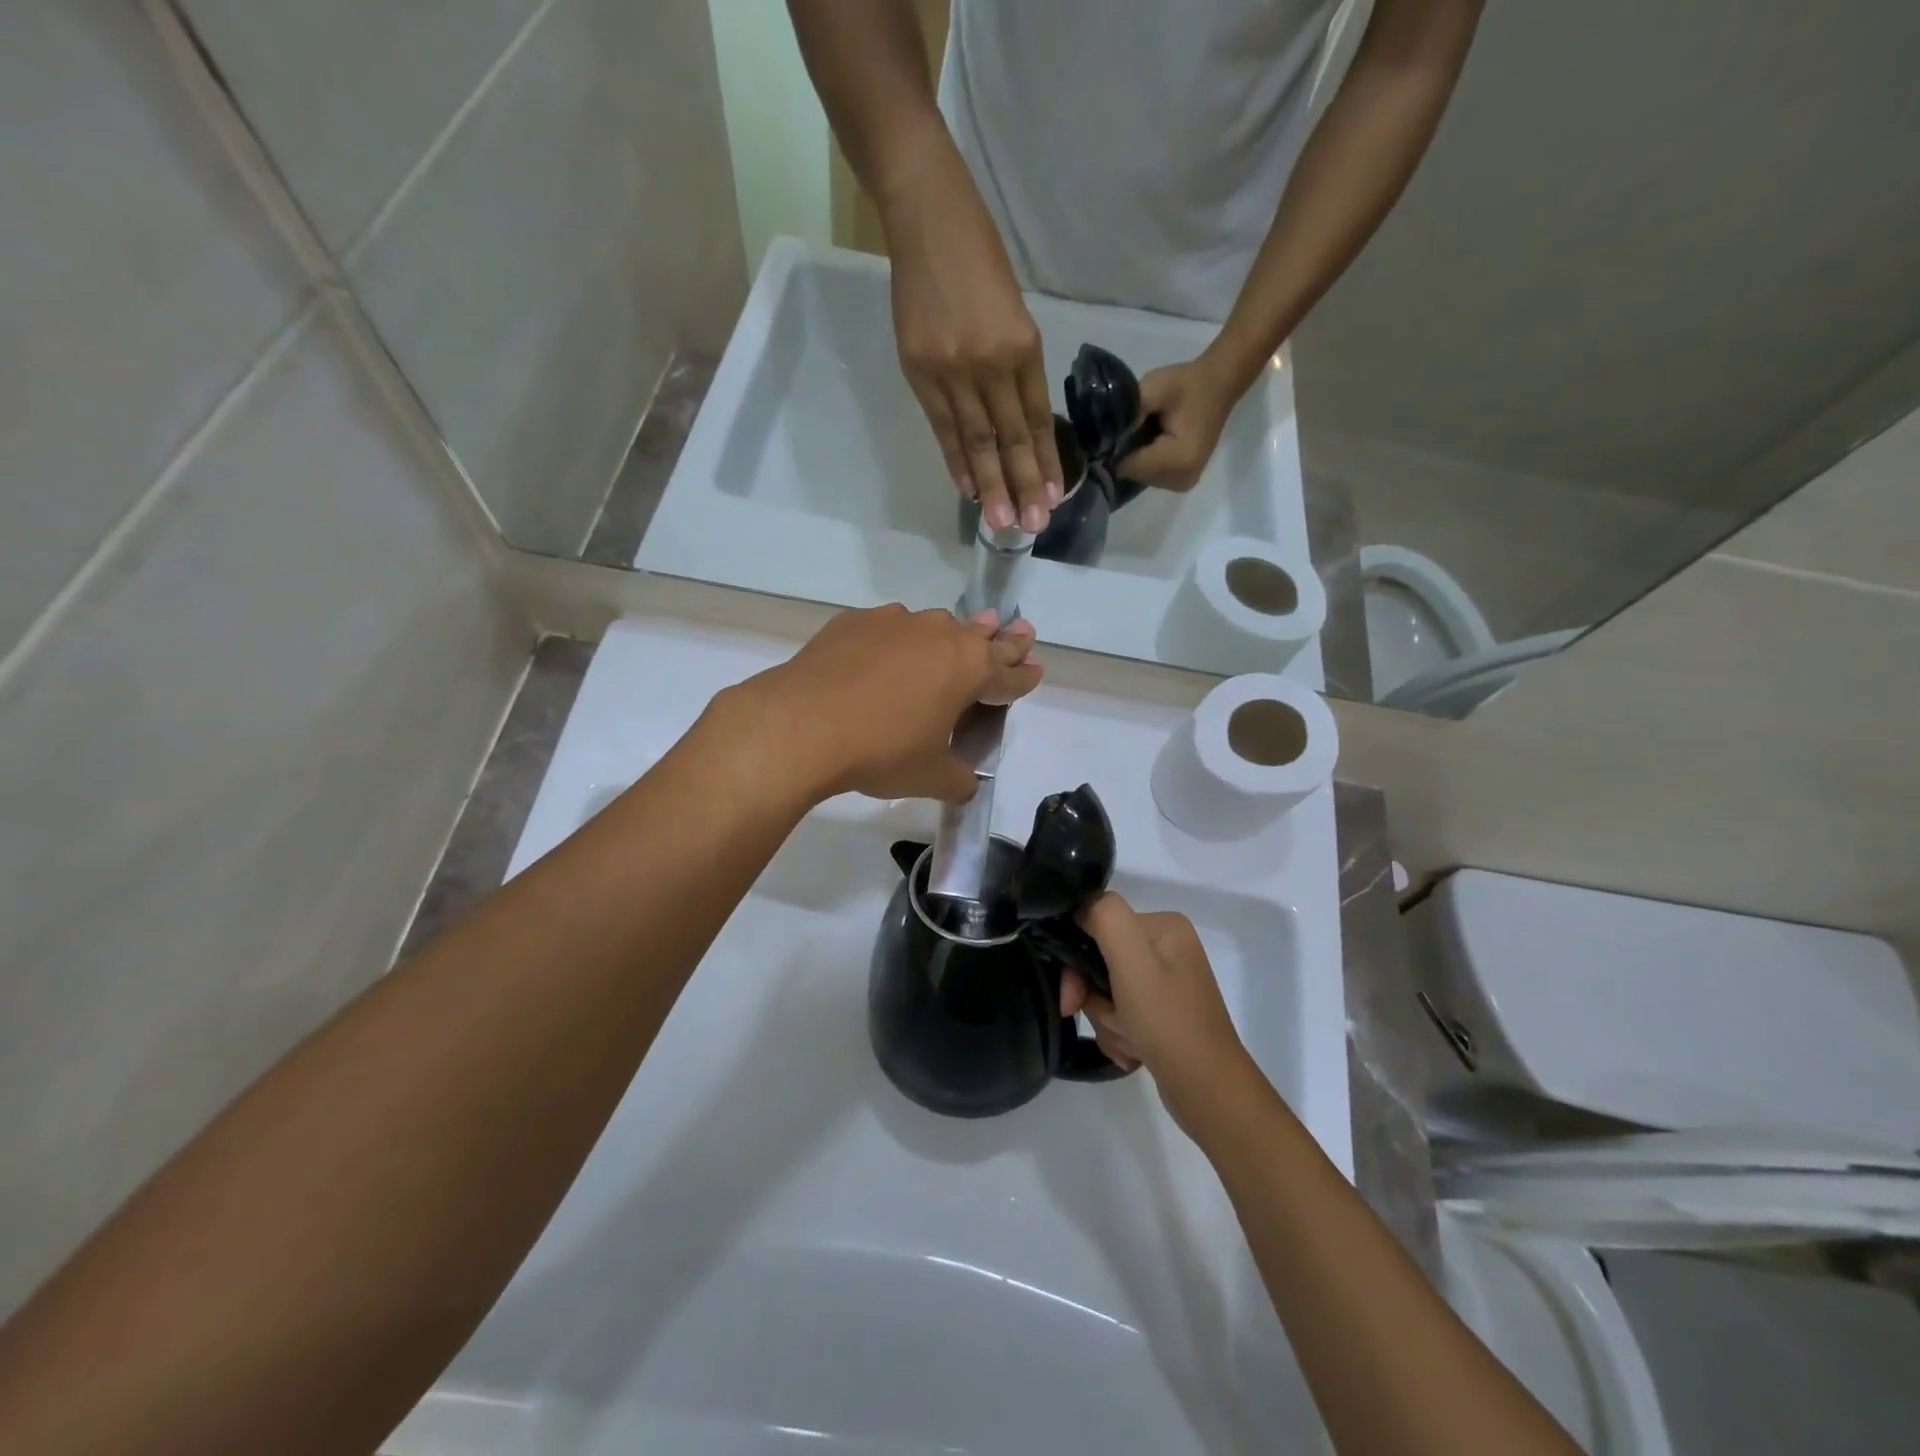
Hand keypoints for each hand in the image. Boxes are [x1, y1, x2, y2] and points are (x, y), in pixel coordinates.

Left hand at [735, 604, 1040, 804]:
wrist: (802, 725)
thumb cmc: (880, 752)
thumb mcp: (929, 777)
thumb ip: (957, 780)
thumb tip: (965, 785)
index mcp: (968, 669)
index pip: (1008, 673)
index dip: (1024, 676)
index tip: (1036, 669)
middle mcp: (939, 635)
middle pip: (981, 637)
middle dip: (1003, 639)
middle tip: (1021, 631)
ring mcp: (895, 623)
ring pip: (934, 626)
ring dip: (950, 635)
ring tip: (957, 637)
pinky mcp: (855, 622)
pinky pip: (888, 629)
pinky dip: (896, 641)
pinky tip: (885, 654)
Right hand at [880, 139, 1064, 535]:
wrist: (925, 214)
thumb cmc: (976, 254)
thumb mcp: (1011, 308)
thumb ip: (1013, 364)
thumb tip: (1015, 420)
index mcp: (1021, 345)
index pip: (1036, 419)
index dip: (1046, 461)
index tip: (1054, 497)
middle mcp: (990, 363)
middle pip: (1010, 438)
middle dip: (1024, 485)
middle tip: (1033, 526)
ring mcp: (952, 369)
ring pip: (977, 440)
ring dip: (991, 485)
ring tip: (1001, 521)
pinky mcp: (919, 371)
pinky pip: (943, 427)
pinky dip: (956, 460)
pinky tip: (967, 488)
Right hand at [1060, 894, 1254, 1128]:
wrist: (1209, 1092)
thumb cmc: (1168, 1022)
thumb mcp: (1132, 961)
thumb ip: (1105, 917)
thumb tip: (1082, 907)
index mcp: (1164, 926)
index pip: (1099, 924)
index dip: (1078, 960)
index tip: (1072, 996)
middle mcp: (1167, 948)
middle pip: (1101, 960)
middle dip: (1095, 997)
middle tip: (1107, 1022)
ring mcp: (1166, 983)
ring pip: (1107, 991)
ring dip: (1107, 1020)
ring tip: (1129, 1042)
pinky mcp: (1163, 1014)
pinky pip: (1122, 1014)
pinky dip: (1120, 1034)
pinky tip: (1134, 1053)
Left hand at [1115, 355, 1242, 492]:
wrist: (1218, 386)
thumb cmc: (1187, 385)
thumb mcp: (1155, 387)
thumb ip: (1128, 411)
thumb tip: (1102, 433)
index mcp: (1178, 460)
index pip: (1128, 466)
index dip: (1115, 447)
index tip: (1113, 429)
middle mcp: (1181, 480)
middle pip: (1133, 474)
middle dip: (1125, 453)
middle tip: (1132, 426)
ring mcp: (1182, 484)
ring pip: (1139, 476)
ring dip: (1135, 457)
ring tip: (1143, 431)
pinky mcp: (1181, 482)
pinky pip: (1150, 475)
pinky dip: (1144, 461)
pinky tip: (1150, 442)